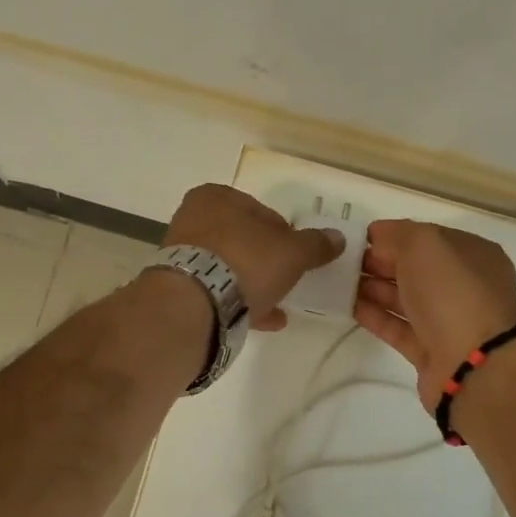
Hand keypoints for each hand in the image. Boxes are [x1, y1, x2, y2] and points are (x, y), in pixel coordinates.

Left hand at [164, 185, 344, 331]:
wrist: (195, 304)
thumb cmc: (246, 261)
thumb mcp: (292, 252)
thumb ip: (315, 244)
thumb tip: (337, 238)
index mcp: (215, 197)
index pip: (260, 210)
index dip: (284, 232)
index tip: (298, 253)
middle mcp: (192, 219)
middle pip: (242, 239)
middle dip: (266, 259)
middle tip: (288, 277)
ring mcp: (182, 255)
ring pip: (228, 267)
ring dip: (253, 283)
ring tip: (279, 303)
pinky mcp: (178, 288)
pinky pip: (216, 292)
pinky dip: (240, 302)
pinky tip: (265, 320)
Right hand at [355, 219, 515, 407]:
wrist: (473, 364)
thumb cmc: (453, 292)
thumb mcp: (425, 244)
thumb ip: (398, 234)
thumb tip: (378, 235)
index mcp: (471, 255)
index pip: (427, 238)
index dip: (393, 236)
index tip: (357, 240)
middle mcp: (463, 286)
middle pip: (414, 269)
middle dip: (379, 263)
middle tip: (342, 263)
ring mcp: (448, 321)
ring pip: (405, 299)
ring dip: (373, 289)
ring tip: (338, 283)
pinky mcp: (430, 351)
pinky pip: (398, 328)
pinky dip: (375, 317)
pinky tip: (348, 307)